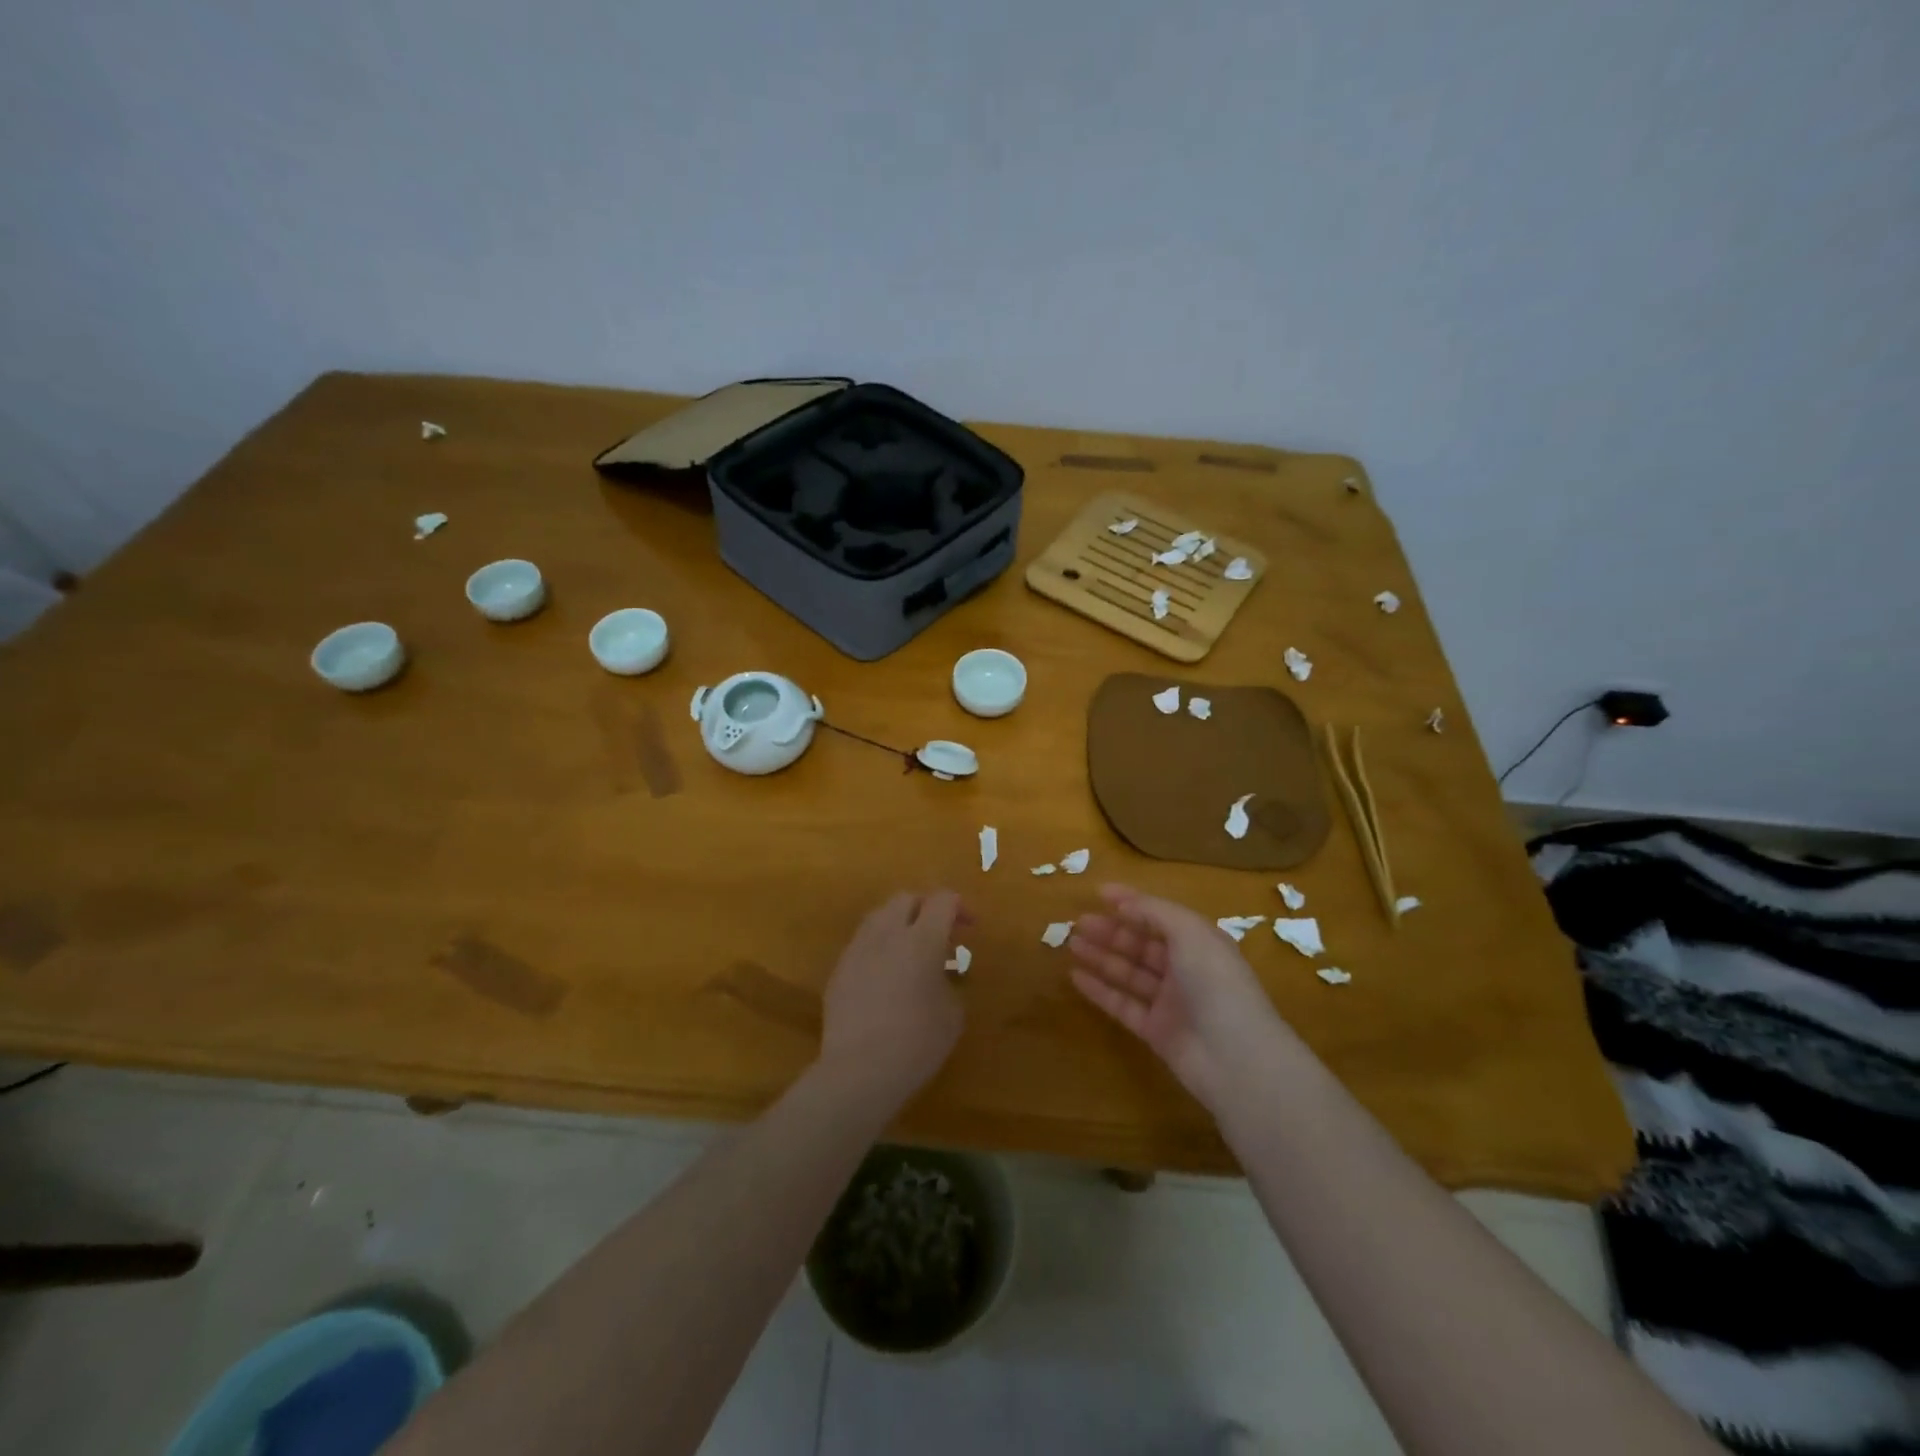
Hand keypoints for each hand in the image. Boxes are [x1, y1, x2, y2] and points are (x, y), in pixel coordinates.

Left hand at [820, 890, 968, 1105]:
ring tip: (911, 950)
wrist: (858, 1071)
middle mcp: (887, 934)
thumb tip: (939, 975)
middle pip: (906, 899)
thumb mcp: (952, 1015)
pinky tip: (886, 975)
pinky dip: (880, 947)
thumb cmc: (917, 1044)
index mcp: (922, 940)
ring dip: (900, 923)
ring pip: (879, 916)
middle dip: (926, 907)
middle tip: (941, 932)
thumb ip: (949, 982)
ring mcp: (858, 949)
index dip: (959, 906)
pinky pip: (863, 943)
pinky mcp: (839, 969)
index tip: (969, 926)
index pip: (942, 900)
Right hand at [1068, 884, 1291, 1112]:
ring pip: (1129, 973)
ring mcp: (1170, 1002)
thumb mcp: (1189, 933)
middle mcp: (1185, 969)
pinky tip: (1075, 977)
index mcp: (1199, 942)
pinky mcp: (1155, 1031)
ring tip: (1071, 943)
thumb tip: (1122, 903)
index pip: (1160, 916)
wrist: (1235, 1057)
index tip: (1099, 892)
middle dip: (1111, 930)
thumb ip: (1154, 912)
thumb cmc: (1215, 983)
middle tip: (1078, 921)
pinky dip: (1100, 990)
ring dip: (1102, 956)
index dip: (1131, 902)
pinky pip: (1122, 1004)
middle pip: (1142, 944)